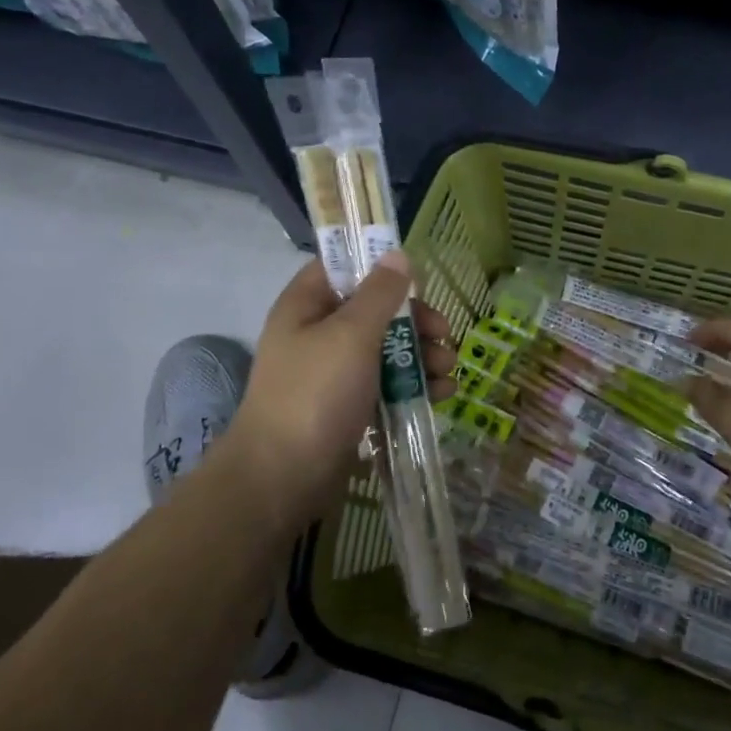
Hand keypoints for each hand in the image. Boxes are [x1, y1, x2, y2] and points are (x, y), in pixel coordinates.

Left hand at [222, 253, 456, 519]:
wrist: (283, 477)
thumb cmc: (315, 394)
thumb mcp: (351, 334)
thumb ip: (379, 294)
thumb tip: (397, 254)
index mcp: (306, 305)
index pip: (342, 267)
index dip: (378, 266)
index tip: (417, 278)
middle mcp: (318, 333)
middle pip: (374, 310)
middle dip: (414, 321)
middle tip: (444, 334)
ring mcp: (333, 373)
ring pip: (385, 350)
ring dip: (421, 355)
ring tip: (447, 370)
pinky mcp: (349, 406)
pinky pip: (386, 384)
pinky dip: (413, 385)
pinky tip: (441, 394)